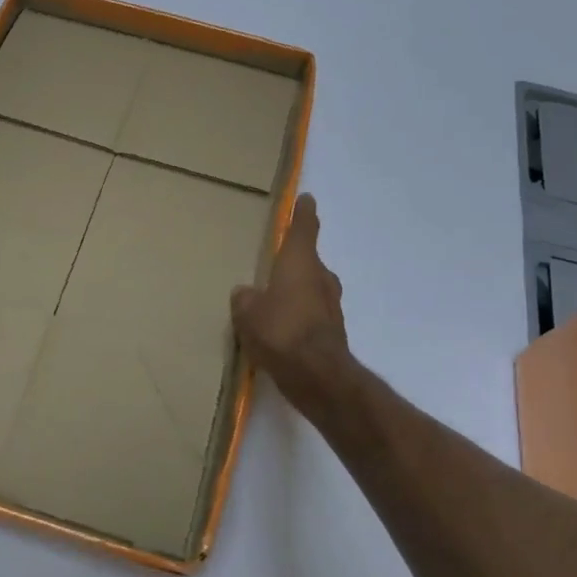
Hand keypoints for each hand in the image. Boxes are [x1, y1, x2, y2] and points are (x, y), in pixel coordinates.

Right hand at [231, 194, 352, 418]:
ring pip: (311, 288)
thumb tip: (247, 293)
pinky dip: (299, 316)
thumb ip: (245, 298)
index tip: (306, 199)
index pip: (304, 229)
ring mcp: (330, 306)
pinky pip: (311, 314)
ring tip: (272, 300)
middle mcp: (321, 278)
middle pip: (308, 261)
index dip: (303, 213)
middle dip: (294, 261)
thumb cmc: (280, 331)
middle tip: (274, 263)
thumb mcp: (247, 312)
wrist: (318, 377)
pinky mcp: (332, 331)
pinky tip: (280, 330)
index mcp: (300, 262)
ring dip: (296, 291)